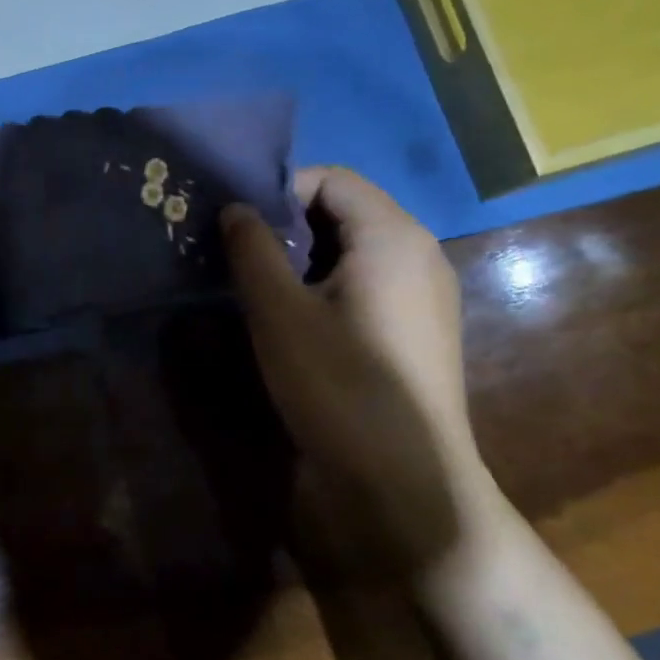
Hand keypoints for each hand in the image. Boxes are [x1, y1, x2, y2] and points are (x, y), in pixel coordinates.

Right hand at [222, 167, 479, 568]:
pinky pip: (367, 285)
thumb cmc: (339, 385)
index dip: (278, 191)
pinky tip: (295, 324)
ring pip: (353, 251)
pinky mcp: (416, 331)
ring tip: (258, 290)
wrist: (404, 481)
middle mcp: (419, 254)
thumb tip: (234, 207)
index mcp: (392, 236)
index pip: (332, 179)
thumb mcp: (278, 313)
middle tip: (238, 258)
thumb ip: (252, 250)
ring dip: (302, 259)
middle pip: (345, 212)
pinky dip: (326, 287)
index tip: (236, 227)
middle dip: (286, 226)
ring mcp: (424, 295)